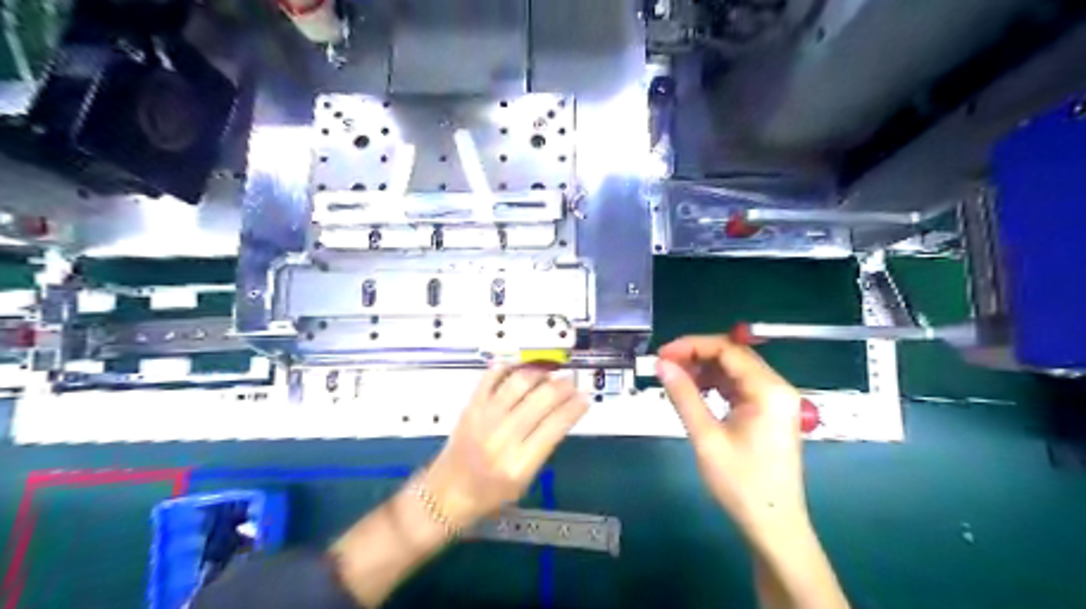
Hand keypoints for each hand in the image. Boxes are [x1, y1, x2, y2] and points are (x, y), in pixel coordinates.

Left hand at [420, 365, 589, 526]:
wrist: (444, 494)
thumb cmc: (488, 495)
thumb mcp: (524, 482)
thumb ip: (542, 447)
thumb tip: (562, 413)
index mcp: (518, 465)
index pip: (555, 426)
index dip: (574, 407)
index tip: (584, 398)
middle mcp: (502, 438)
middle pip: (541, 399)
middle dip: (563, 387)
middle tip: (571, 383)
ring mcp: (483, 419)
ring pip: (519, 382)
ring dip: (540, 373)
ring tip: (550, 374)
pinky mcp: (470, 407)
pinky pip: (491, 377)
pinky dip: (509, 367)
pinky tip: (521, 368)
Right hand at [653, 335, 804, 531]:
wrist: (773, 525)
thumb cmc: (741, 484)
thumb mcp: (706, 437)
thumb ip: (683, 396)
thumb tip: (661, 364)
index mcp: (768, 390)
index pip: (728, 350)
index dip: (691, 346)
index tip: (662, 354)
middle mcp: (777, 388)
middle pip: (733, 356)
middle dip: (696, 356)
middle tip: (665, 366)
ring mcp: (775, 400)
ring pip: (735, 370)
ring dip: (704, 369)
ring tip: (675, 379)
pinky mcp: (769, 412)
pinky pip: (739, 386)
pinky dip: (715, 384)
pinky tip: (695, 391)